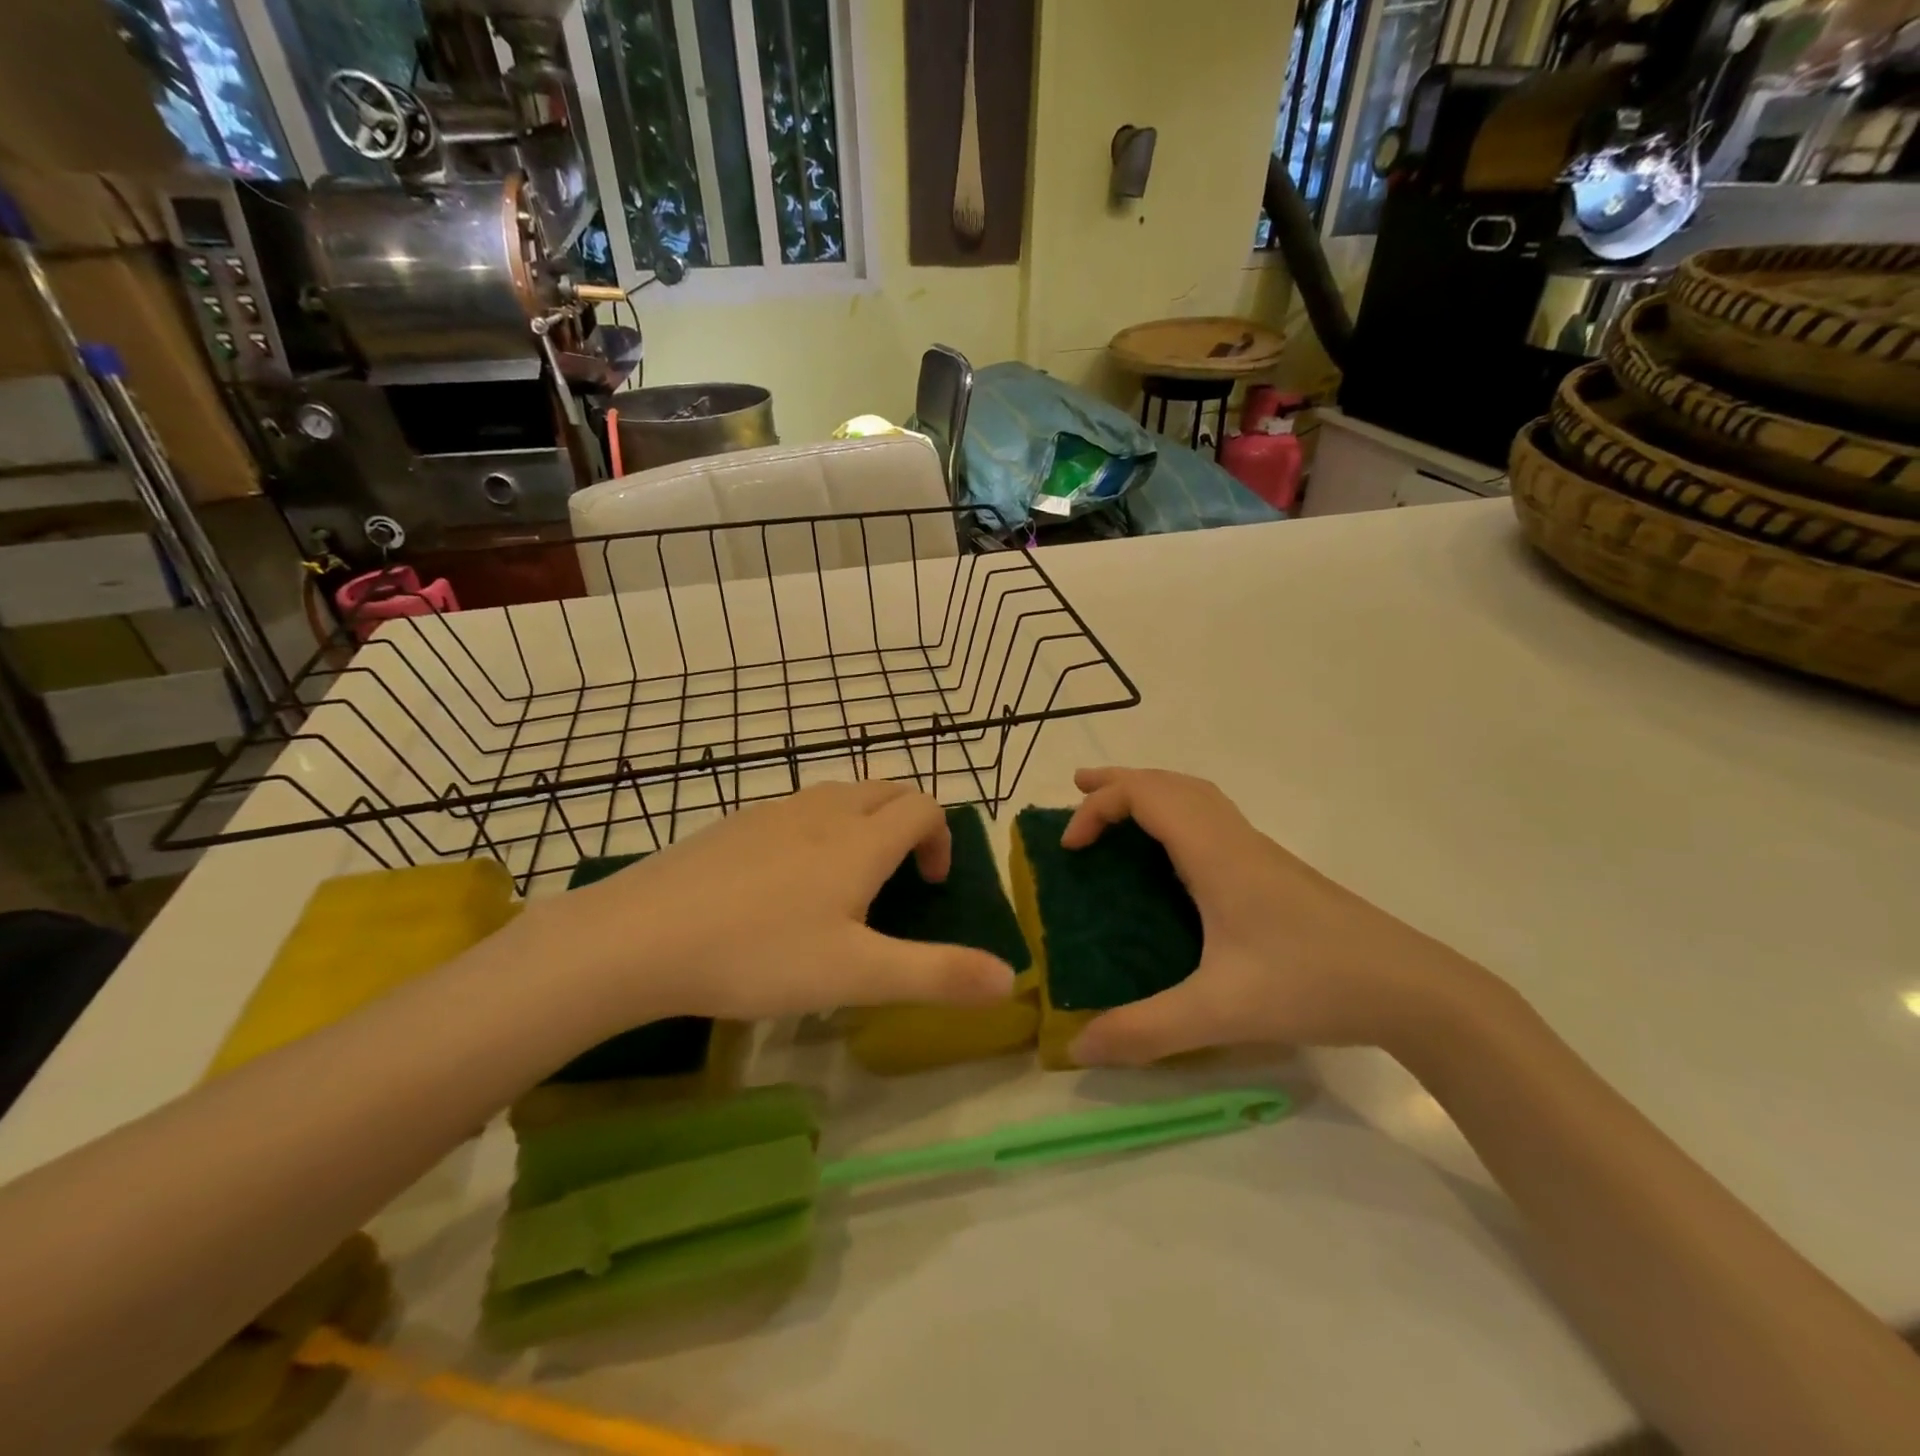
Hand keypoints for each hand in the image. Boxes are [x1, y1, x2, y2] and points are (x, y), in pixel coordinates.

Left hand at [517, 781, 1016, 1025]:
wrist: (640, 937)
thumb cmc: (760, 954)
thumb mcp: (857, 975)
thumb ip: (937, 975)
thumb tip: (1010, 980)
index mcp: (860, 841)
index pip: (923, 806)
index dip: (942, 837)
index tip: (931, 885)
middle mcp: (823, 811)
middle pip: (885, 789)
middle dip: (908, 821)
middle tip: (899, 876)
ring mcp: (773, 812)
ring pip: (839, 795)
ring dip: (862, 822)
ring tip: (846, 881)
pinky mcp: (733, 824)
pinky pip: (795, 810)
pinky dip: (816, 829)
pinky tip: (783, 883)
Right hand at [1061, 768, 1488, 1065]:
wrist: (1411, 988)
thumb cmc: (1310, 984)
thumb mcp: (1218, 1012)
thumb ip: (1145, 1030)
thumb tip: (1076, 1048)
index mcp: (1215, 853)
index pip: (1145, 796)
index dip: (1098, 809)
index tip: (1070, 849)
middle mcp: (1234, 839)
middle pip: (1168, 783)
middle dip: (1118, 783)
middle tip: (1077, 791)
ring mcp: (1259, 852)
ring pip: (1196, 796)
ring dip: (1151, 792)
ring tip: (1118, 810)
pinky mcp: (1275, 871)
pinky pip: (1213, 818)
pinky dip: (1177, 814)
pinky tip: (1175, 856)